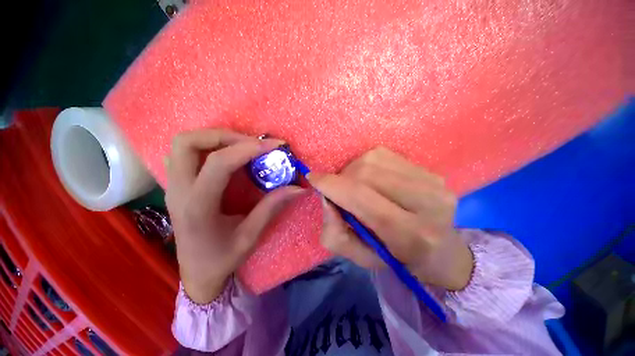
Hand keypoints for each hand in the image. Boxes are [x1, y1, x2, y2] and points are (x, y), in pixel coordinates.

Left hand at [165, 129, 303, 302]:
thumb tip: (298, 188)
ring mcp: (173, 187)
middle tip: (252, 143)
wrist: (196, 273)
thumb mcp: (251, 236)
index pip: (219, 164)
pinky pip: (184, 153)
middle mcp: (178, 191)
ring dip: (215, 137)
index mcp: (197, 207)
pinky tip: (227, 156)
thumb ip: (272, 207)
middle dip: (224, 135)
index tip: (274, 145)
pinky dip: (207, 146)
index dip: (248, 149)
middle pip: (188, 142)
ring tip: (242, 146)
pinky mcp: (177, 186)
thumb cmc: (222, 259)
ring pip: (183, 144)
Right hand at [308, 147, 472, 290]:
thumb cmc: (396, 258)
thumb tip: (326, 198)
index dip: (333, 185)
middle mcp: (428, 203)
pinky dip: (368, 164)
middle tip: (339, 190)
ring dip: (354, 170)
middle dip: (342, 179)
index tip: (314, 179)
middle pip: (366, 173)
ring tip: (356, 185)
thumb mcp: (358, 256)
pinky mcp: (430, 170)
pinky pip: (384, 155)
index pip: (363, 198)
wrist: (441, 251)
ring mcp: (432, 182)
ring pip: (373, 159)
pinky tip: (372, 179)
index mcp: (410, 235)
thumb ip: (335, 233)